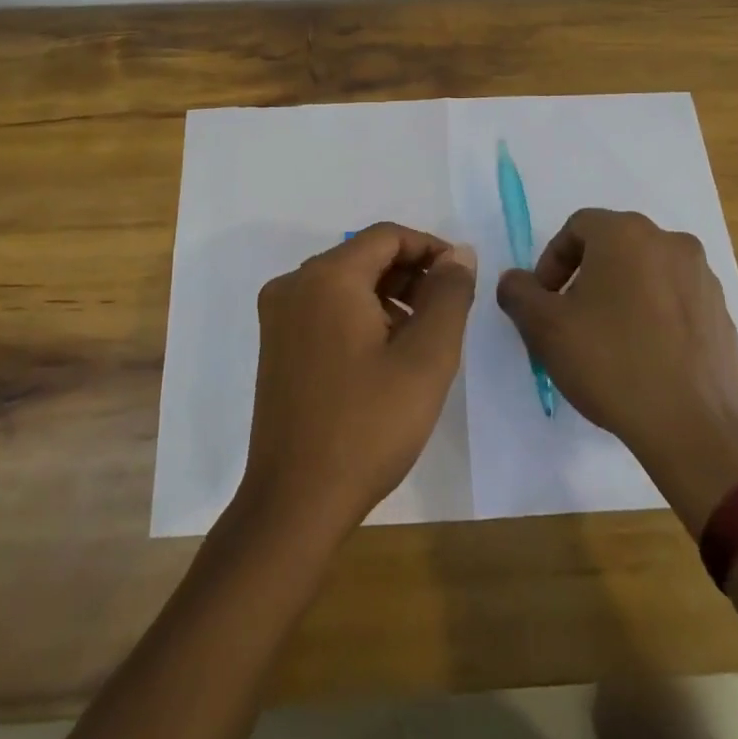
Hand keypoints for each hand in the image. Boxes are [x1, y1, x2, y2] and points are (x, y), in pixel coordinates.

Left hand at [237, 223, 476, 540]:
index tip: (461, 279)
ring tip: (421, 337)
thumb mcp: (426, 359)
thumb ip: (448, 295)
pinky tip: (385, 354)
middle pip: (363, 256)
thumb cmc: (367, 426)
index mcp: (327, 277)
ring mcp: (279, 315)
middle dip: (410, 275)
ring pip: (345, 283)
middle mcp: (295, 284)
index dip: (430, 249)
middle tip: (446, 312)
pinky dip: (360, 316)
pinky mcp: (275, 344)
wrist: (295, 502)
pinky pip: (325, 308)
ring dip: (388, 297)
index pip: (387, 236)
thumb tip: (458, 254)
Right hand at [496, 209, 737, 524]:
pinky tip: (645, 360)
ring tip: (608, 343)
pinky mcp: (723, 314)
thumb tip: (515, 281)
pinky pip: (676, 302)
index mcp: (626, 234)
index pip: (577, 228)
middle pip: (613, 248)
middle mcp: (670, 243)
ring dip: (621, 296)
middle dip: (585, 278)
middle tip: (570, 321)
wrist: (696, 430)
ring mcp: (703, 278)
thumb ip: (518, 292)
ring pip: (647, 274)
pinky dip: (655, 318)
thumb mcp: (544, 328)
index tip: (545, 302)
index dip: (552, 262)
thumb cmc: (612, 364)